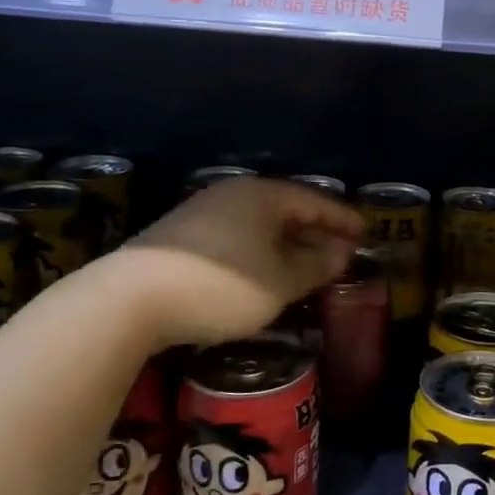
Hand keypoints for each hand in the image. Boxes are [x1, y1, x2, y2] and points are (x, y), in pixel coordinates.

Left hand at [116, 179, 361, 346]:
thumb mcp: (280, 282)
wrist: (129, 300)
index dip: (343, 219)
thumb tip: (342, 251)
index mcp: (263, 196)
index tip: (366, 232)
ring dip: (287, 243)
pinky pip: (238, 235)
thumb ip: (316, 265)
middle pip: (287, 209)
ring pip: (260, 224)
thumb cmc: (221, 286)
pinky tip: (264, 270)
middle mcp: (235, 194)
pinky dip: (261, 250)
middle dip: (316, 231)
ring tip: (307, 265)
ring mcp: (203, 212)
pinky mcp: (182, 235)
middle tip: (341, 251)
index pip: (315, 201)